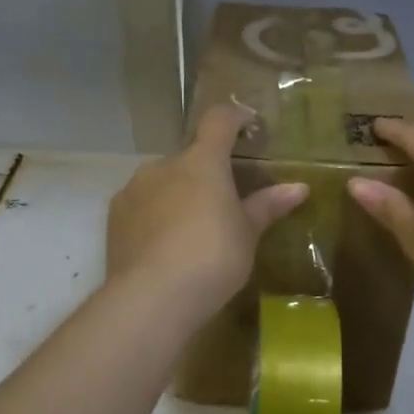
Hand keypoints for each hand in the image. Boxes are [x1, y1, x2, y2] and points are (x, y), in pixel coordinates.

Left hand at [107, 103, 308, 319]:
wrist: (152, 297)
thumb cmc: (212, 258)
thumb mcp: (247, 234)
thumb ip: (268, 206)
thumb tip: (299, 188)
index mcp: (202, 161)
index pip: (218, 120)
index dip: (234, 117)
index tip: (247, 125)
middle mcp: (164, 165)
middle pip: (189, 157)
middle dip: (205, 172)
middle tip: (222, 202)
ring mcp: (135, 189)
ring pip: (162, 181)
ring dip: (178, 193)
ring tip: (191, 229)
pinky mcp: (114, 216)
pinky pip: (141, 204)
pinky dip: (155, 214)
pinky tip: (165, 245)